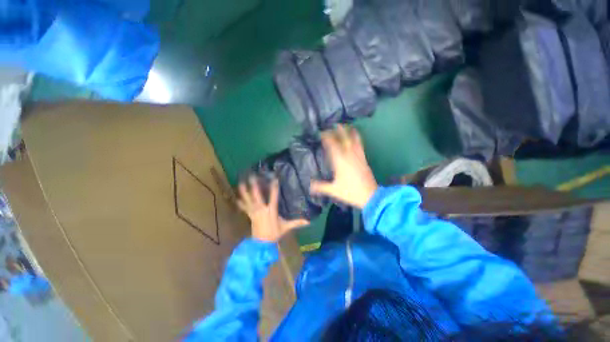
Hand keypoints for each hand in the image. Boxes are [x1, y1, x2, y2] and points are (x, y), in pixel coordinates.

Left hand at [237, 176, 309, 241]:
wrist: (262, 244)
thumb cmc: (274, 233)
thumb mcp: (286, 227)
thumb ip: (297, 222)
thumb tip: (308, 221)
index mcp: (271, 210)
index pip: (273, 196)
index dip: (274, 187)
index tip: (274, 178)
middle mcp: (261, 209)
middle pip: (256, 195)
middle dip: (254, 185)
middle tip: (252, 175)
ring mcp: (254, 211)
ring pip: (248, 199)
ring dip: (244, 191)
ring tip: (241, 182)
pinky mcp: (249, 215)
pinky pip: (244, 207)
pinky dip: (240, 202)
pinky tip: (236, 197)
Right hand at [311, 125, 377, 208]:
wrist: (370, 196)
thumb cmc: (350, 192)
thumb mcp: (333, 190)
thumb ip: (320, 187)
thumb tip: (309, 186)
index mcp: (340, 161)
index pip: (332, 146)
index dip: (327, 138)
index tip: (322, 133)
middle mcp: (349, 156)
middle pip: (343, 140)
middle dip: (338, 131)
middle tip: (333, 124)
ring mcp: (358, 157)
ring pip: (353, 140)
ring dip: (349, 132)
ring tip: (346, 125)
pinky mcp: (364, 159)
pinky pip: (360, 145)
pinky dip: (358, 138)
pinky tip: (357, 135)